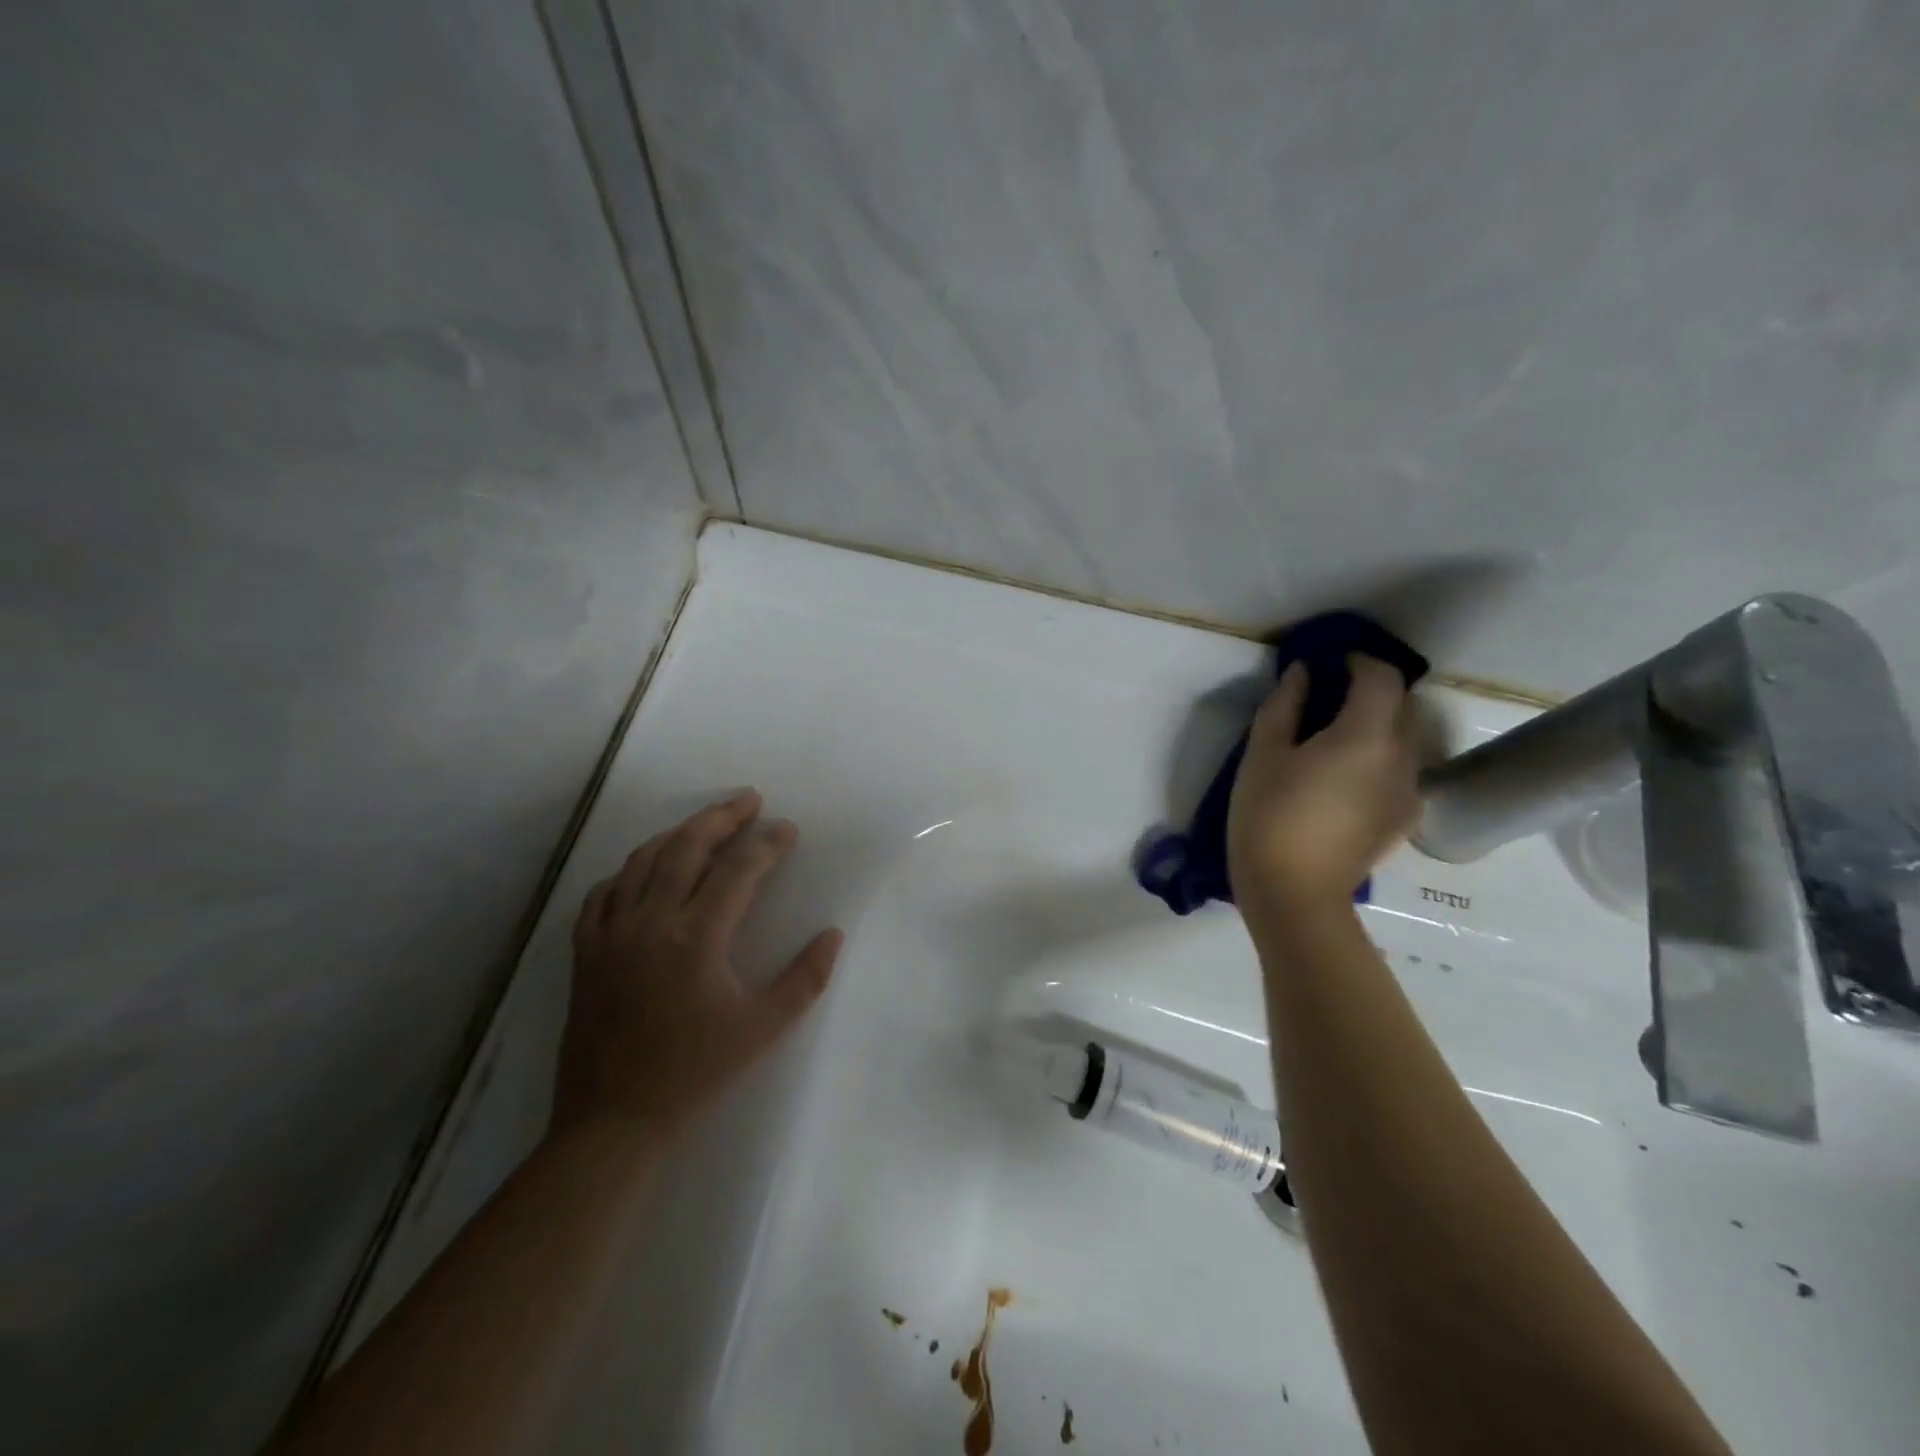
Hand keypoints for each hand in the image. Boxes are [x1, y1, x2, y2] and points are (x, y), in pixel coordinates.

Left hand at [554, 790, 843, 1136]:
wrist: (612, 1120)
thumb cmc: (694, 1072)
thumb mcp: (762, 1030)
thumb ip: (804, 979)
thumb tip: (833, 934)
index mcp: (697, 937)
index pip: (738, 869)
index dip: (767, 843)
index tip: (789, 830)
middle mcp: (651, 921)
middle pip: (687, 846)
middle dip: (722, 817)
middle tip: (749, 800)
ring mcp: (611, 933)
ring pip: (643, 860)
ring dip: (678, 834)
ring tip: (706, 824)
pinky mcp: (586, 951)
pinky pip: (605, 892)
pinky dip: (630, 870)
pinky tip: (646, 870)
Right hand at [1227, 656, 1420, 911]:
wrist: (1293, 892)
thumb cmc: (1268, 816)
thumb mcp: (1263, 755)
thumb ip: (1285, 705)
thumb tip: (1303, 673)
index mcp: (1367, 735)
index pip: (1382, 677)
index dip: (1359, 661)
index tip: (1331, 663)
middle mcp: (1402, 757)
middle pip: (1404, 704)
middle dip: (1373, 691)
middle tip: (1331, 698)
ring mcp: (1409, 791)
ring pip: (1407, 738)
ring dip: (1380, 725)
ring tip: (1338, 739)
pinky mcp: (1405, 818)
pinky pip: (1403, 771)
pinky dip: (1383, 759)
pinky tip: (1348, 778)